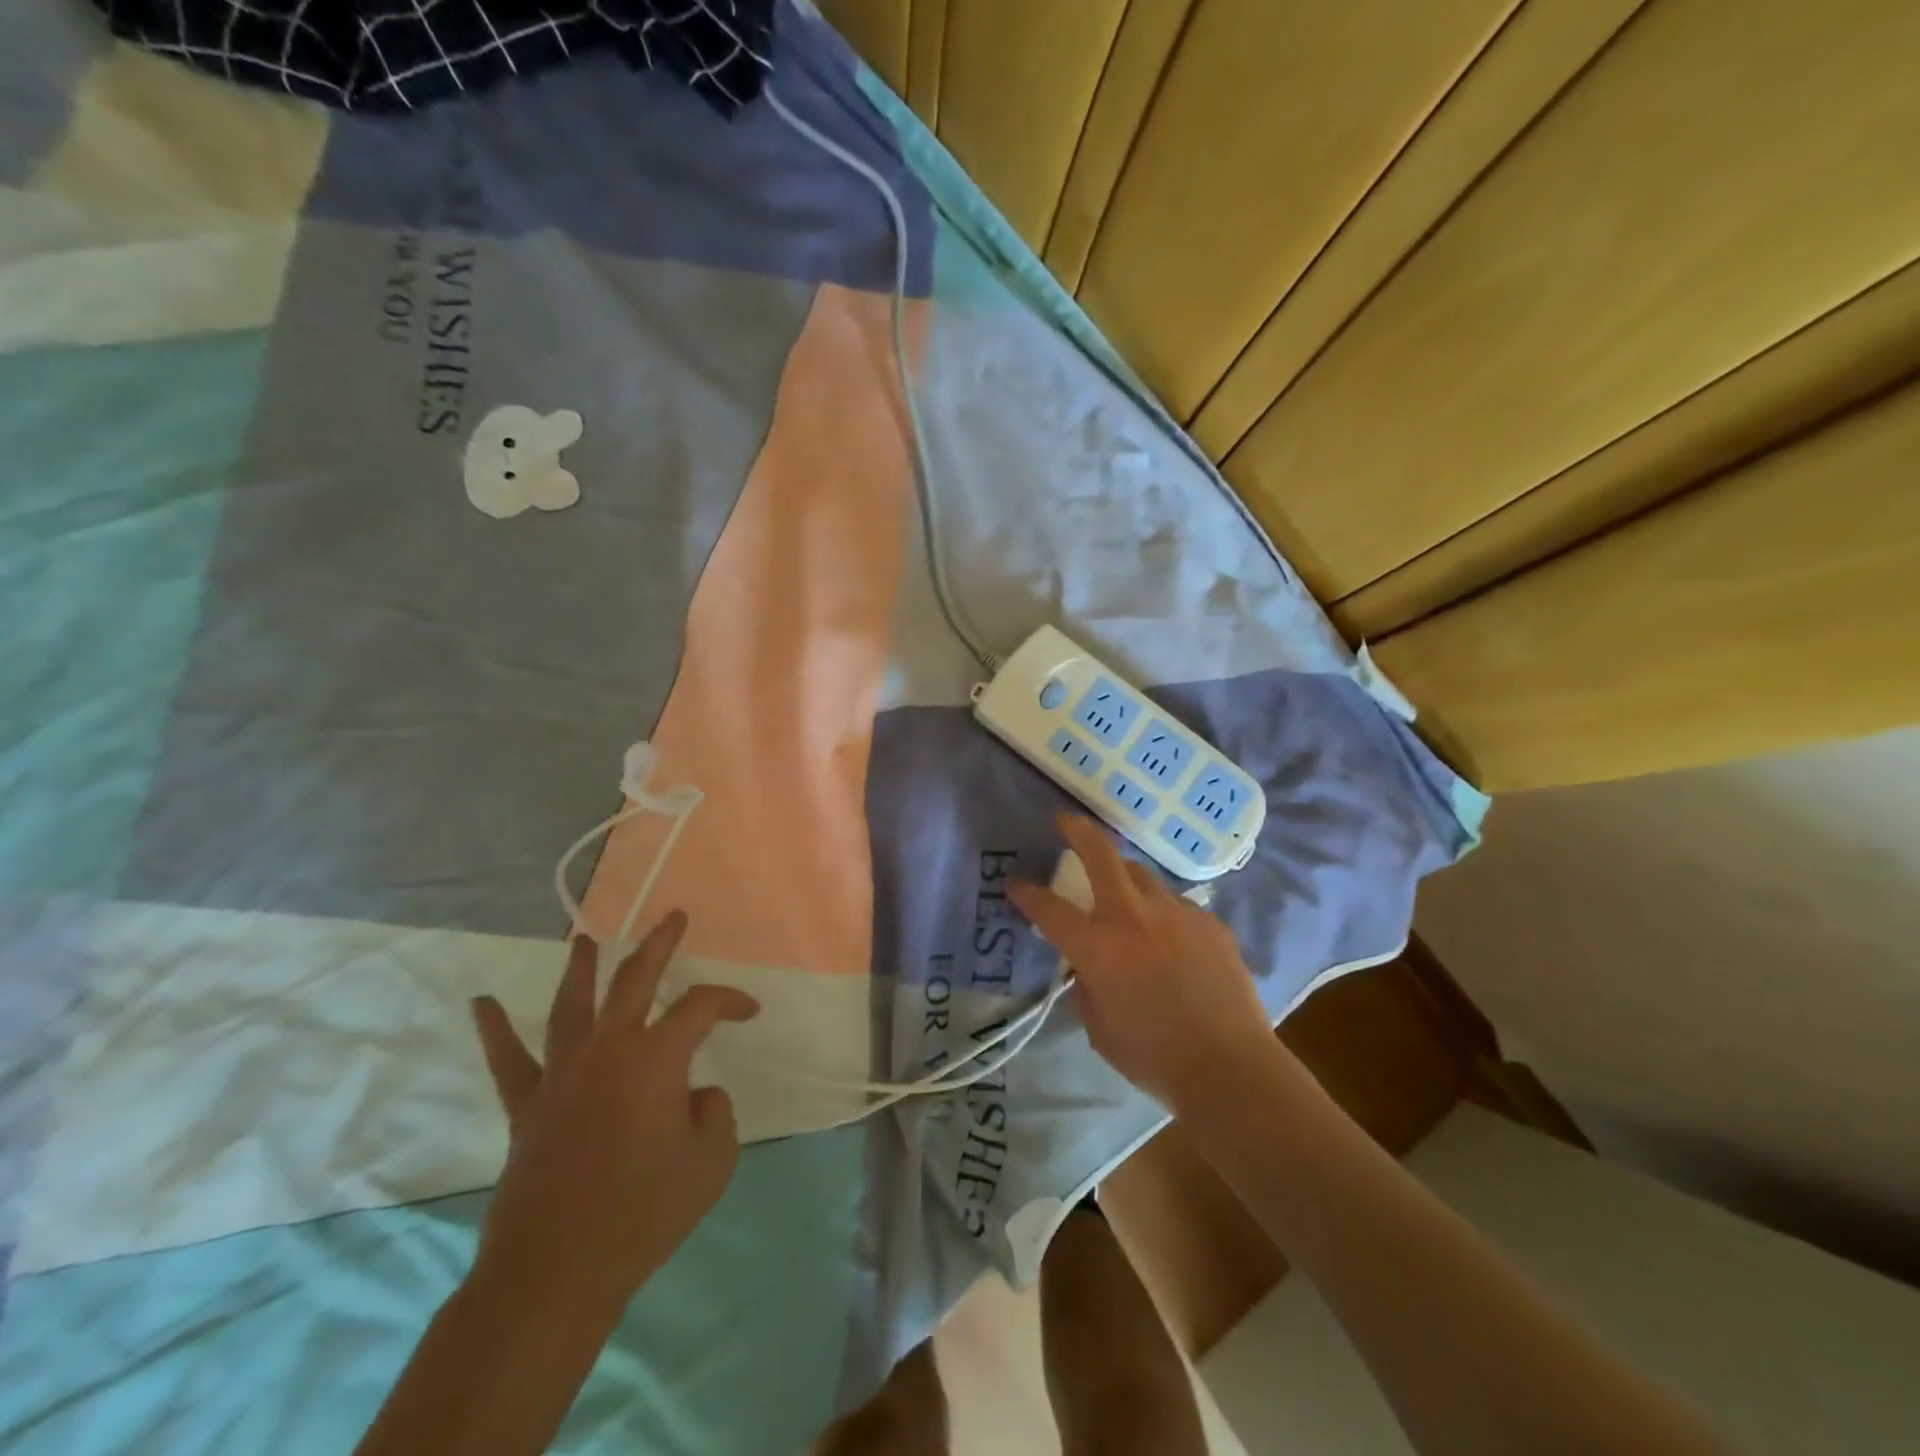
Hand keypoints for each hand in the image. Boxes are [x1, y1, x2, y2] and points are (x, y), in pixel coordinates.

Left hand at [468, 912, 759, 1314]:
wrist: (557, 1272)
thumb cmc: (644, 1213)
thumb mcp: (712, 1161)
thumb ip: (714, 1113)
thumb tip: (695, 1095)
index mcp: (656, 1058)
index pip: (701, 1007)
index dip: (730, 1001)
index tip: (749, 1012)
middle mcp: (608, 1050)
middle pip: (634, 979)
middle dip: (658, 944)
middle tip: (673, 917)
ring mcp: (561, 1075)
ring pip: (570, 1005)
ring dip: (580, 967)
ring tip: (584, 938)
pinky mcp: (527, 1107)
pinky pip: (509, 1061)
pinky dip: (495, 1029)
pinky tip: (481, 1003)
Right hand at [1009, 814, 1272, 1111]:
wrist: (1230, 1067)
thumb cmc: (1153, 1057)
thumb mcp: (1098, 1028)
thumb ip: (1085, 986)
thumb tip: (1086, 966)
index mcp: (1098, 947)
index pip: (1049, 908)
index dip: (1026, 893)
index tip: (1015, 885)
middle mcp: (1133, 917)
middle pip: (1101, 854)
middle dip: (1077, 832)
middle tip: (1065, 822)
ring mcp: (1176, 914)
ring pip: (1142, 876)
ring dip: (1123, 879)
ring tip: (1122, 897)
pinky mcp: (1209, 923)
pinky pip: (1175, 905)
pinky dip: (1161, 914)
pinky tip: (1168, 940)